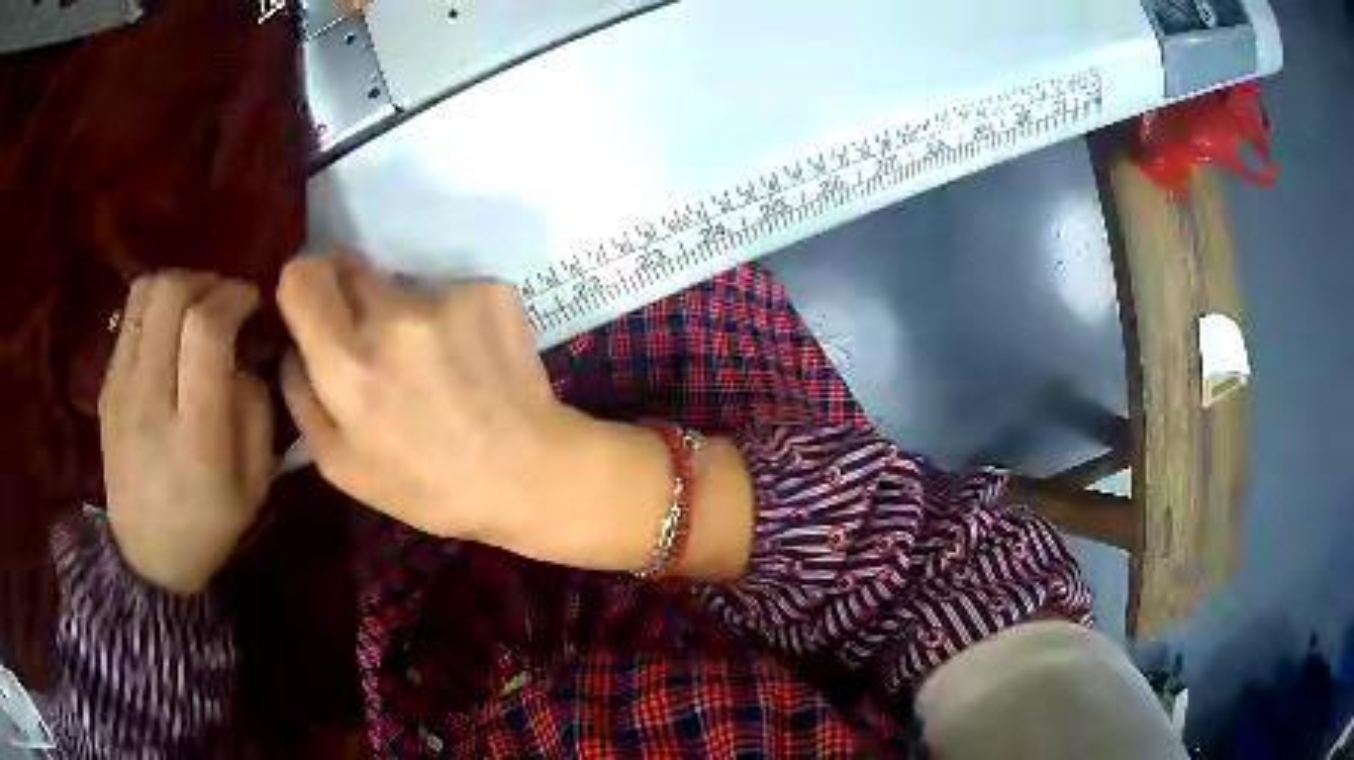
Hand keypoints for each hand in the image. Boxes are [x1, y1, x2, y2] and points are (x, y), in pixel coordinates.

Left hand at [100, 273, 273, 595]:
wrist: (146, 558)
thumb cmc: (206, 527)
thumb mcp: (253, 488)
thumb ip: (256, 414)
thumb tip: (245, 360)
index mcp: (195, 434)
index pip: (206, 329)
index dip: (234, 298)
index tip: (251, 303)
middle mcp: (150, 399)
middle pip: (171, 294)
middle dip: (207, 281)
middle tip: (225, 301)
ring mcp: (121, 388)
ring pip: (145, 293)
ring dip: (178, 285)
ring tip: (196, 306)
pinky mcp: (106, 385)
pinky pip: (129, 316)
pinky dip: (155, 306)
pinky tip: (169, 333)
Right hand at [277, 255, 592, 543]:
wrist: (530, 473)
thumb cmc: (429, 486)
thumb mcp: (341, 466)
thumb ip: (300, 395)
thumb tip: (292, 344)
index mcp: (348, 363)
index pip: (303, 275)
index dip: (301, 285)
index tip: (311, 308)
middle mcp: (393, 315)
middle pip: (347, 263)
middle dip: (345, 294)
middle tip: (366, 339)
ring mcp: (448, 295)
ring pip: (399, 280)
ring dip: (398, 308)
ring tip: (427, 361)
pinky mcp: (490, 289)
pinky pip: (445, 288)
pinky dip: (445, 314)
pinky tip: (465, 357)